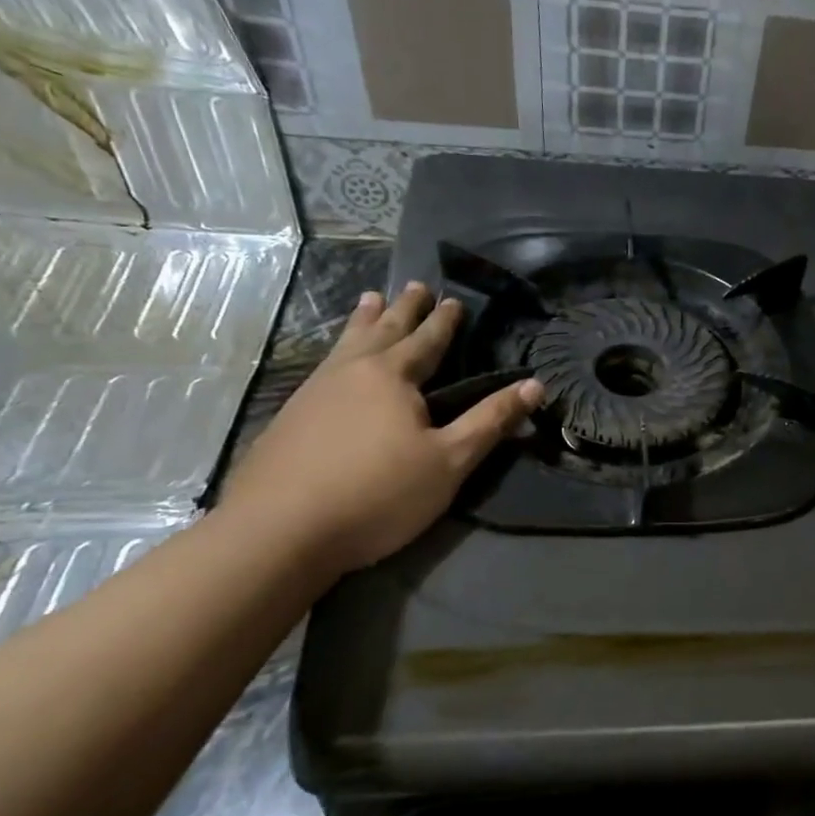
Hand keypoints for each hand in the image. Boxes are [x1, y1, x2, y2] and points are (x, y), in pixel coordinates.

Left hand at [220, 283, 542, 573]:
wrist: (280, 530)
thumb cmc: (379, 493)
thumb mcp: (449, 461)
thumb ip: (490, 421)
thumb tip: (535, 385)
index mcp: (392, 377)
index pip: (426, 341)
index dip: (443, 322)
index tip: (453, 299)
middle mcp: (351, 372)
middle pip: (383, 331)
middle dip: (403, 309)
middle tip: (414, 285)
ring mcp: (314, 392)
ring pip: (346, 344)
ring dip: (363, 321)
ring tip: (370, 300)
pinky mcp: (289, 417)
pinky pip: (323, 366)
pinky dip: (338, 350)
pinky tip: (333, 361)